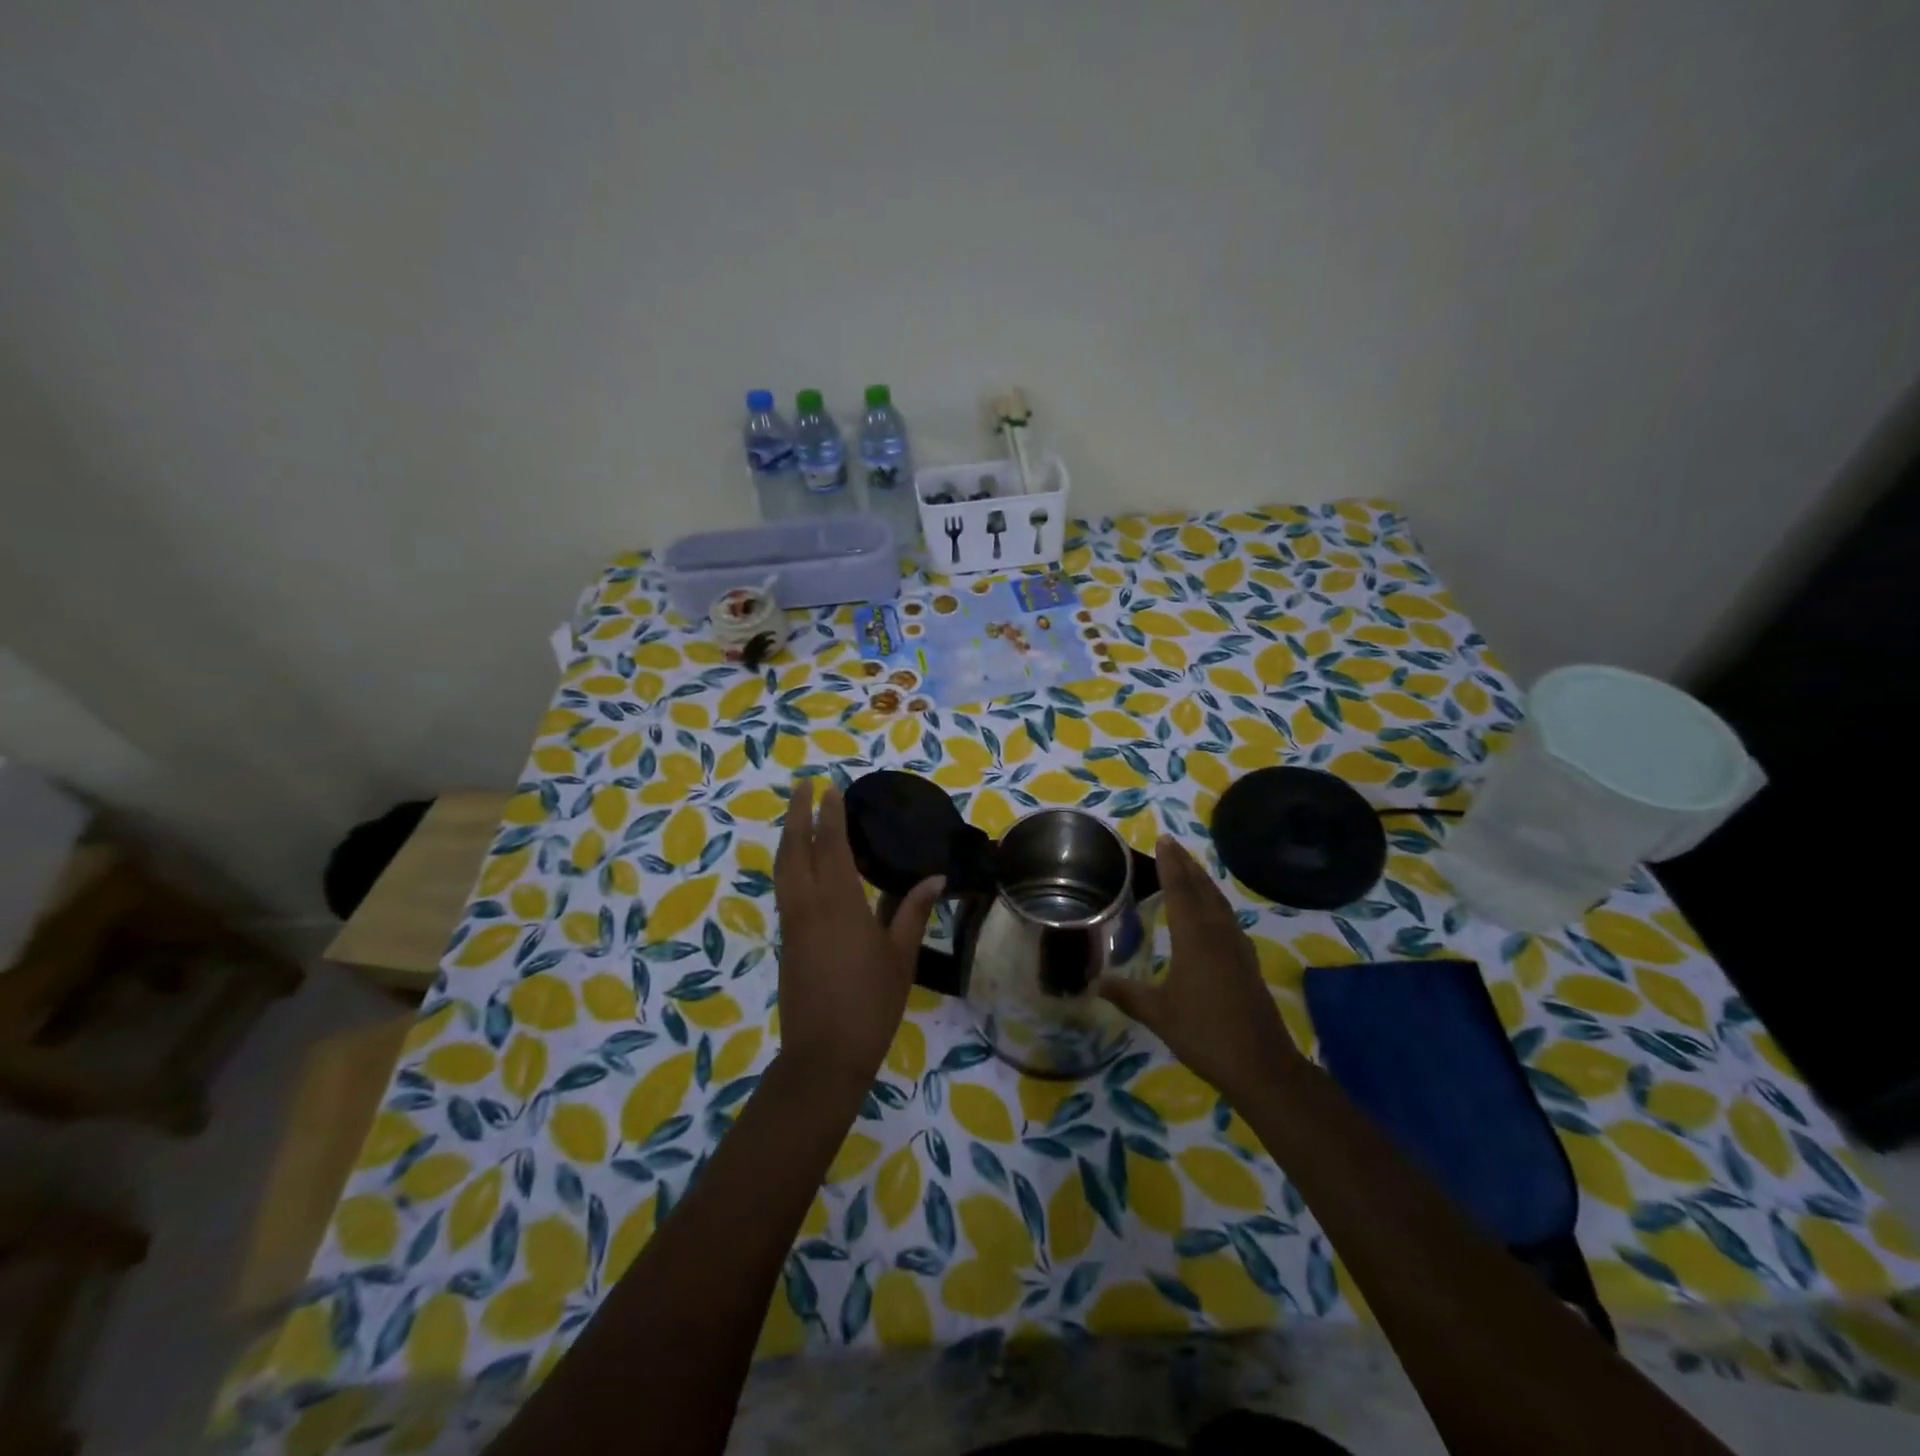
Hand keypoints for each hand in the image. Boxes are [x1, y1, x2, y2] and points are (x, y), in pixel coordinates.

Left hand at [773, 777, 942, 1084]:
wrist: (824, 1054)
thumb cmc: (871, 1002)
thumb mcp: (901, 955)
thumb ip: (913, 911)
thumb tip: (935, 877)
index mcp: (839, 902)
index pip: (832, 845)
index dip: (831, 815)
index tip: (830, 788)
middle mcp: (808, 904)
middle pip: (796, 848)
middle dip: (798, 814)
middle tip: (803, 786)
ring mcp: (792, 922)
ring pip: (783, 868)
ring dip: (789, 837)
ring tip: (798, 815)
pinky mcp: (786, 940)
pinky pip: (784, 888)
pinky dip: (789, 864)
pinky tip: (800, 865)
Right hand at [1098, 838, 1300, 1100]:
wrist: (1262, 1065)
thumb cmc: (1205, 1034)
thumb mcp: (1158, 1014)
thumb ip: (1127, 995)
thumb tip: (1096, 983)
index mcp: (1194, 939)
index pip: (1179, 891)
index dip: (1169, 865)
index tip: (1163, 840)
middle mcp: (1218, 935)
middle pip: (1202, 890)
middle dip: (1186, 865)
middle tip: (1171, 845)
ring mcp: (1238, 948)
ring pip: (1219, 903)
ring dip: (1203, 882)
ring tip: (1189, 869)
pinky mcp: (1248, 963)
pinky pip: (1228, 919)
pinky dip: (1215, 904)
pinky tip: (1212, 913)